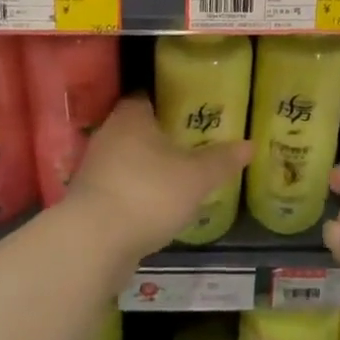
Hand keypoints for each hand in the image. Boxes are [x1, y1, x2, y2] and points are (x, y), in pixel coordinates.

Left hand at [66, 97, 250, 262]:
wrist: (92, 244)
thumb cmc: (148, 193)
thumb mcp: (196, 177)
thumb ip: (222, 160)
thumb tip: (250, 144)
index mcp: (131, 115)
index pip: (148, 95)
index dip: (169, 99)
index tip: (189, 108)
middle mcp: (108, 134)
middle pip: (137, 127)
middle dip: (160, 135)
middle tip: (190, 143)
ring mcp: (94, 168)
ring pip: (126, 158)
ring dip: (146, 167)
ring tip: (176, 177)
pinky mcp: (89, 201)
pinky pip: (117, 187)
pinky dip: (134, 193)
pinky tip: (154, 207)